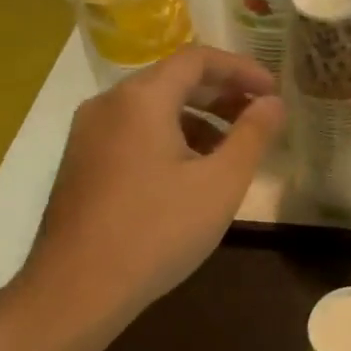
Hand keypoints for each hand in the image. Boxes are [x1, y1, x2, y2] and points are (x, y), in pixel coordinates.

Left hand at [22, 46, 285, 329]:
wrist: (76, 291)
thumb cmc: (157, 231)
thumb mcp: (220, 183)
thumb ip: (253, 135)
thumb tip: (273, 102)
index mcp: (141, 98)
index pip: (197, 59)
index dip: (241, 69)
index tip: (272, 91)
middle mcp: (108, 104)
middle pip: (172, 80)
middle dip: (221, 93)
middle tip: (258, 115)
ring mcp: (88, 134)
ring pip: (152, 108)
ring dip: (197, 118)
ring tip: (230, 149)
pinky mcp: (81, 163)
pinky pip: (133, 132)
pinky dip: (169, 137)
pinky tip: (189, 173)